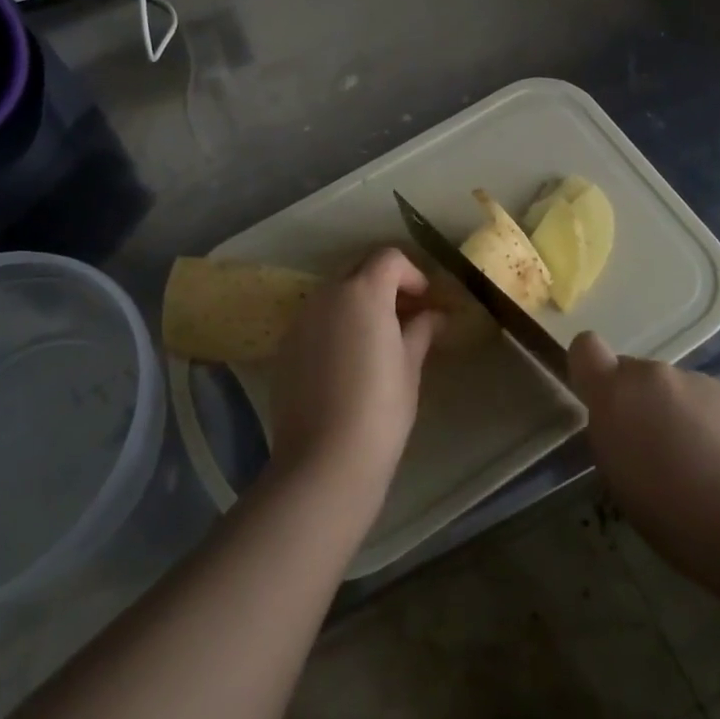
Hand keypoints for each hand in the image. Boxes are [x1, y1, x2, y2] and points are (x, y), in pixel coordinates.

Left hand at [267, 248, 442, 510]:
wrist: (325, 460)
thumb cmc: (381, 409)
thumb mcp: (410, 366)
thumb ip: (421, 330)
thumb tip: (434, 316)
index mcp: (363, 292)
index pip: (389, 258)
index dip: (412, 274)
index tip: (425, 300)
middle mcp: (327, 295)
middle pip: (358, 268)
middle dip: (383, 282)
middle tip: (405, 313)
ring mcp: (301, 319)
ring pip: (334, 293)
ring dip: (357, 301)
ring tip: (377, 336)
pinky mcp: (285, 346)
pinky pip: (315, 320)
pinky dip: (335, 324)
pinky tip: (347, 359)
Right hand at [568, 332, 719, 576]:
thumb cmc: (676, 519)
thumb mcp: (620, 481)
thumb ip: (613, 434)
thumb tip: (623, 421)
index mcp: (616, 394)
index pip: (585, 348)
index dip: (591, 370)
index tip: (600, 402)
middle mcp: (654, 374)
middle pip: (635, 374)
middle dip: (639, 403)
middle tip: (656, 451)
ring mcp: (699, 379)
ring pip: (674, 390)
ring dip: (677, 414)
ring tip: (700, 464)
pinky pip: (708, 401)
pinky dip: (711, 423)